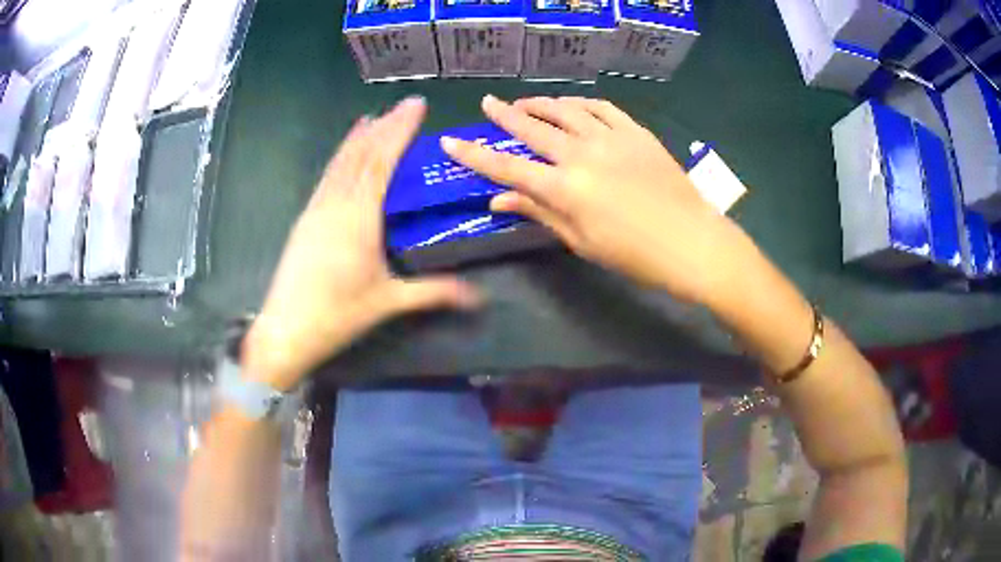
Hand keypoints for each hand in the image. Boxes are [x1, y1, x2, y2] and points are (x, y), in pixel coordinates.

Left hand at [243, 97, 480, 390]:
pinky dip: (342, 155)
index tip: (417, 106)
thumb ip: (434, 293)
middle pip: (362, 153)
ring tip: (376, 116)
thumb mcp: (388, 302)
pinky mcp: (307, 217)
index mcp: (359, 216)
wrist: (286, 328)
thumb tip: (477, 296)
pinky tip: (346, 150)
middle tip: (407, 104)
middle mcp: (337, 202)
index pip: (382, 161)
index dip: (400, 130)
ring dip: (360, 136)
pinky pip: (329, 175)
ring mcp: (318, 207)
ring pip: (342, 161)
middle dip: (386, 125)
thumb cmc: (338, 314)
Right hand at [441, 95, 748, 304]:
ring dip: (542, 104)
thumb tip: (498, 200)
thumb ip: (540, 213)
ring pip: (566, 109)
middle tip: (489, 103)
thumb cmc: (635, 255)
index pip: (507, 167)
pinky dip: (581, 103)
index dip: (474, 155)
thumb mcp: (582, 241)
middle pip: (533, 127)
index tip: (451, 142)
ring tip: (528, 104)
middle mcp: (583, 154)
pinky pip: (602, 108)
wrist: (693, 243)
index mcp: (566, 188)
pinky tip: (572, 106)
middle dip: (505, 114)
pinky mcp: (636, 132)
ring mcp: (612, 138)